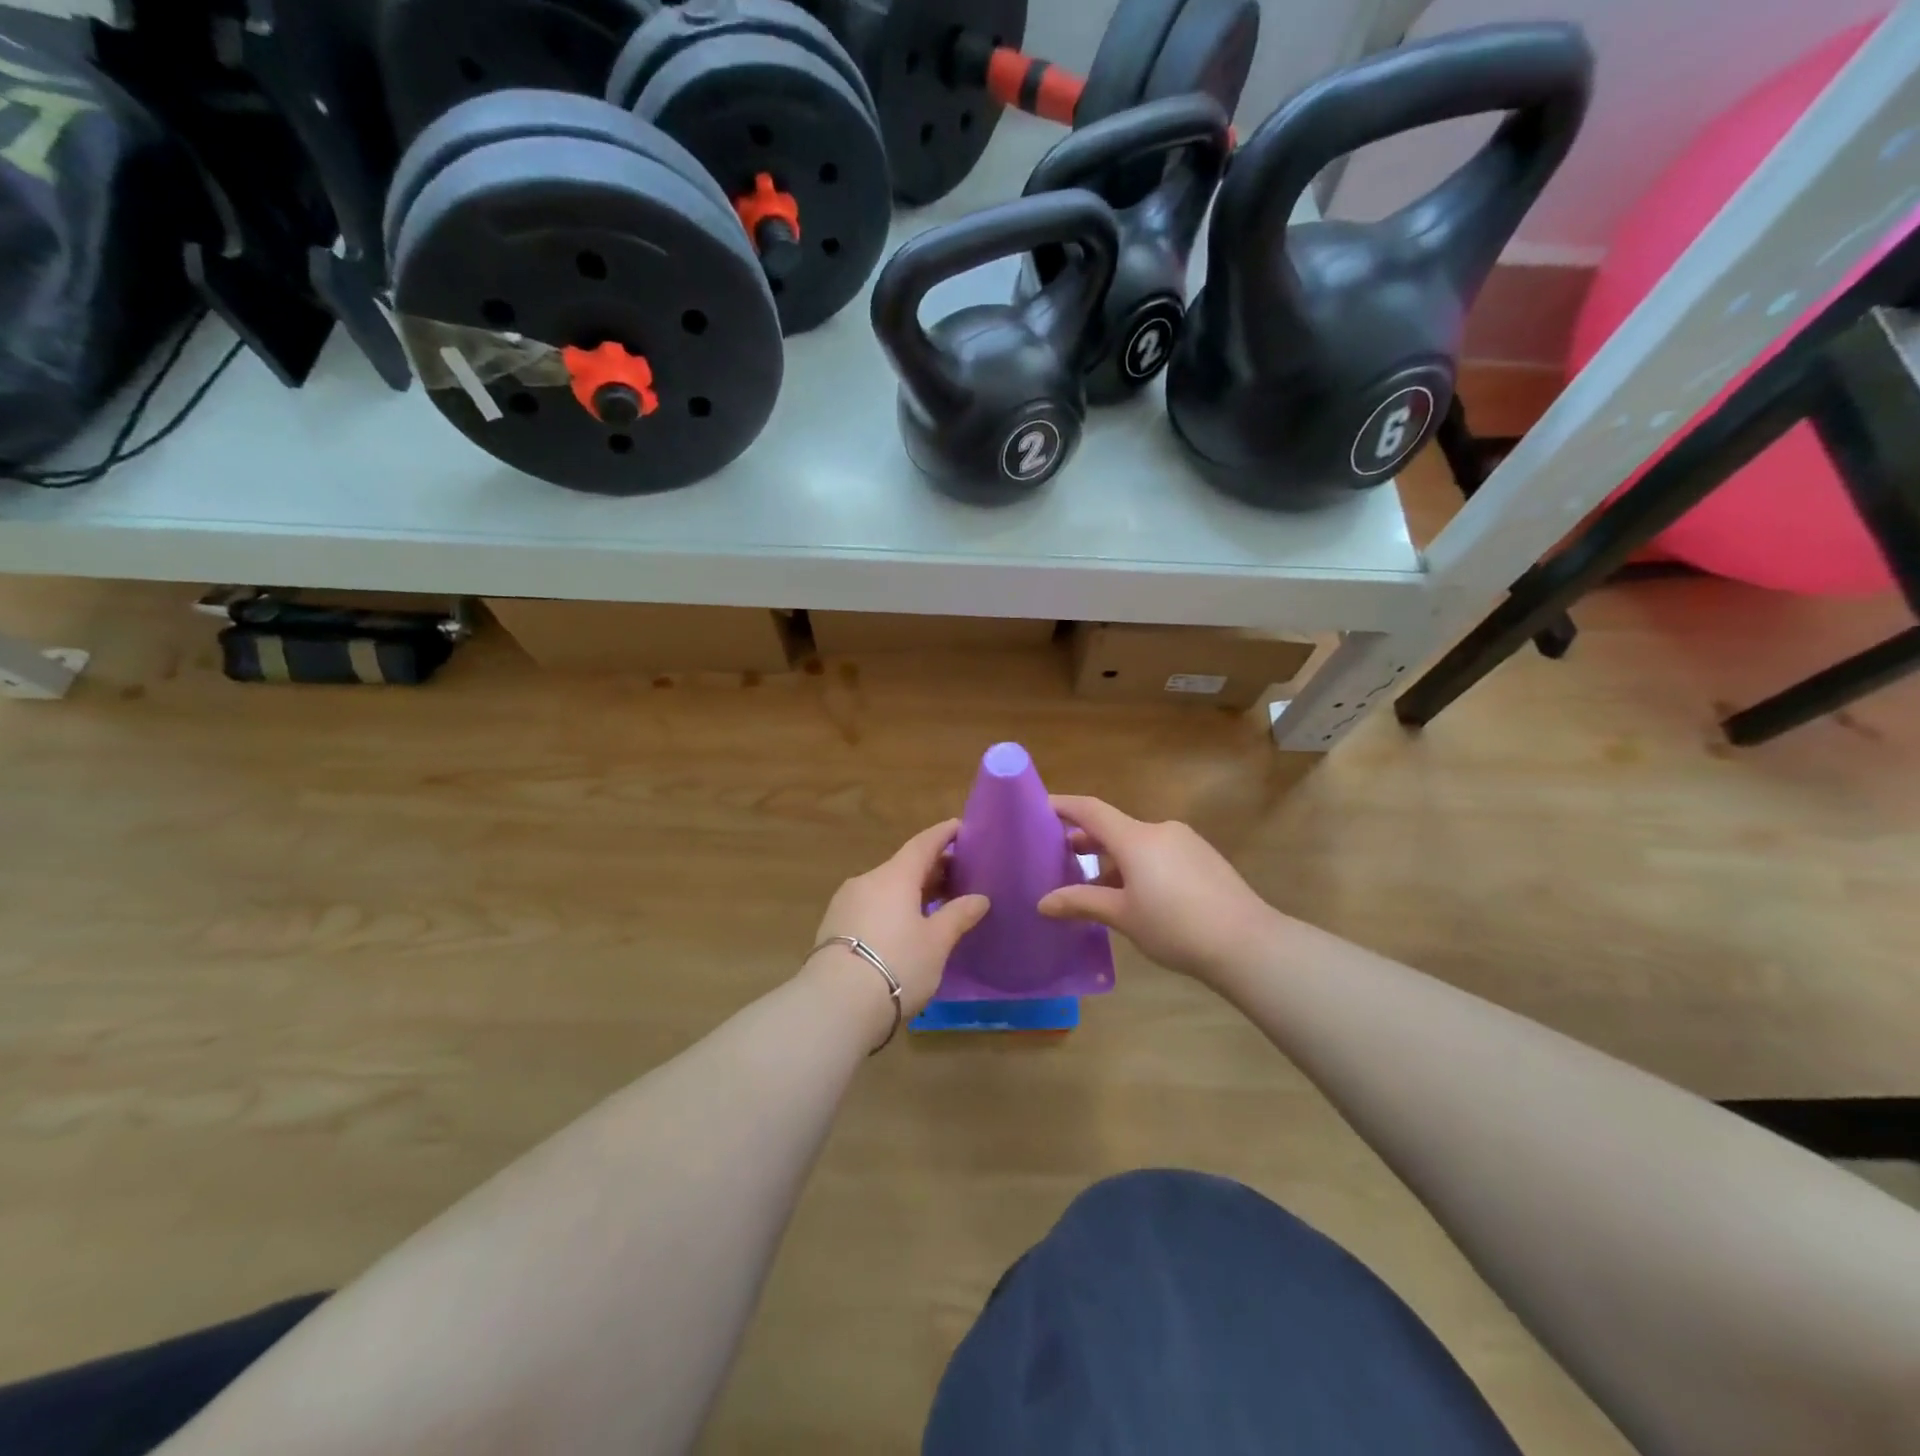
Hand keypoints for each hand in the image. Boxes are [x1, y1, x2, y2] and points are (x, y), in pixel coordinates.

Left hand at [806, 819, 989, 1025]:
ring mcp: (846, 902)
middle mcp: (867, 880)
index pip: (923, 844)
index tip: (960, 827)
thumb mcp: (936, 943)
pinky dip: (892, 906)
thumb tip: (979, 898)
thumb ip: (958, 916)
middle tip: (958, 875)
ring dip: (911, 890)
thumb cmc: (896, 964)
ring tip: (934, 903)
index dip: (943, 834)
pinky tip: (904, 925)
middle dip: (932, 867)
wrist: (835, 1003)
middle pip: (904, 865)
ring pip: (885, 886)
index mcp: (894, 876)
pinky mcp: (833, 926)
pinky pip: (871, 904)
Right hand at [1039, 795, 1280, 983]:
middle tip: (1060, 857)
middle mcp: (1160, 830)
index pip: (1091, 810)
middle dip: (1086, 840)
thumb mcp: (1123, 916)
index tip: (1040, 807)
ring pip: (1138, 843)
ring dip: (1113, 859)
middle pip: (1114, 827)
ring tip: (1095, 887)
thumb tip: (1043, 902)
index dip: (1063, 806)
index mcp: (1136, 838)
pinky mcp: (1204, 859)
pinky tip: (1135, 896)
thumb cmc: (1176, 926)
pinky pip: (1160, 853)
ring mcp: (1186, 843)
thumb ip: (1081, 903)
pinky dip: (1139, 866)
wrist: (1248, 943)